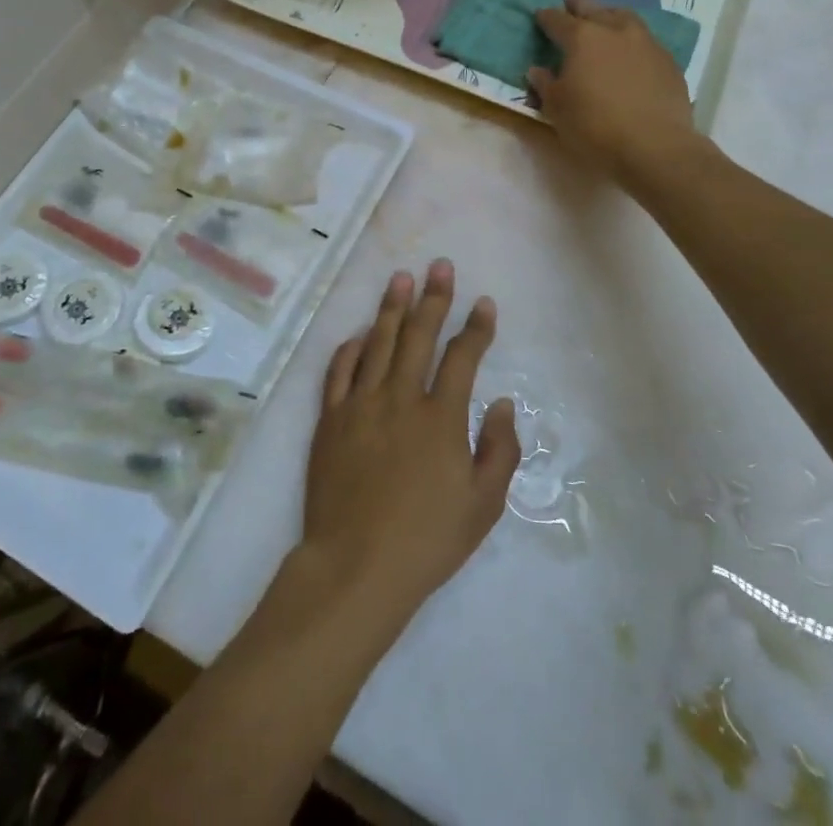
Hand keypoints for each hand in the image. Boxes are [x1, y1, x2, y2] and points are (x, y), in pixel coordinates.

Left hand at [301, 263, 519, 627]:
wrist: (355, 566)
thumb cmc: (426, 540)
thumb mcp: (483, 505)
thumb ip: (500, 450)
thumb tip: (502, 403)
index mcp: (440, 417)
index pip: (462, 357)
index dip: (475, 327)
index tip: (483, 302)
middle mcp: (400, 398)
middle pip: (418, 335)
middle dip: (432, 297)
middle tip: (439, 265)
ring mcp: (360, 404)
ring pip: (377, 342)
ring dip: (390, 308)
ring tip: (400, 278)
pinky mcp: (330, 418)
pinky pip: (339, 370)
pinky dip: (351, 347)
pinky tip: (359, 333)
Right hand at [528, 0, 709, 185]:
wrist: (655, 147)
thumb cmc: (595, 127)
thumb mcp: (557, 110)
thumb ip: (545, 85)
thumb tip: (538, 70)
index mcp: (582, 38)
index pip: (558, 20)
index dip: (546, 17)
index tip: (539, 16)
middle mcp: (615, 31)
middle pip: (593, 8)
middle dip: (578, 6)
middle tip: (570, 5)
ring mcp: (646, 43)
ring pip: (624, 17)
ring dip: (609, 15)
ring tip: (604, 20)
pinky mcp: (668, 61)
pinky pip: (645, 39)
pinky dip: (632, 39)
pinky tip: (630, 52)